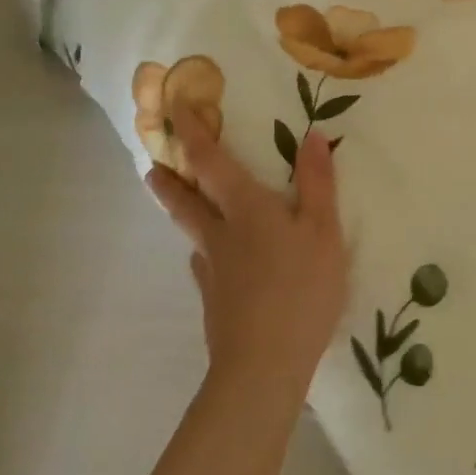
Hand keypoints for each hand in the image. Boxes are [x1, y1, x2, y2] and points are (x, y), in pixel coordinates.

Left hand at [146, 111, 348, 407]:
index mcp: (245, 208)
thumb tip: (311, 133)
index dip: (192, 131)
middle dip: (168, 178)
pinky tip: (214, 264)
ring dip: (182, 214)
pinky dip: (206, 254)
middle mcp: (220, 233)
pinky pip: (206, 267)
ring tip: (183, 207)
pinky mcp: (214, 304)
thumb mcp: (324, 230)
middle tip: (151, 165)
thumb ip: (318, 182)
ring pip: (192, 234)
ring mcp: (213, 271)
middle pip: (185, 199)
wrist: (263, 368)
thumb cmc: (300, 289)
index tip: (174, 105)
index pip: (210, 160)